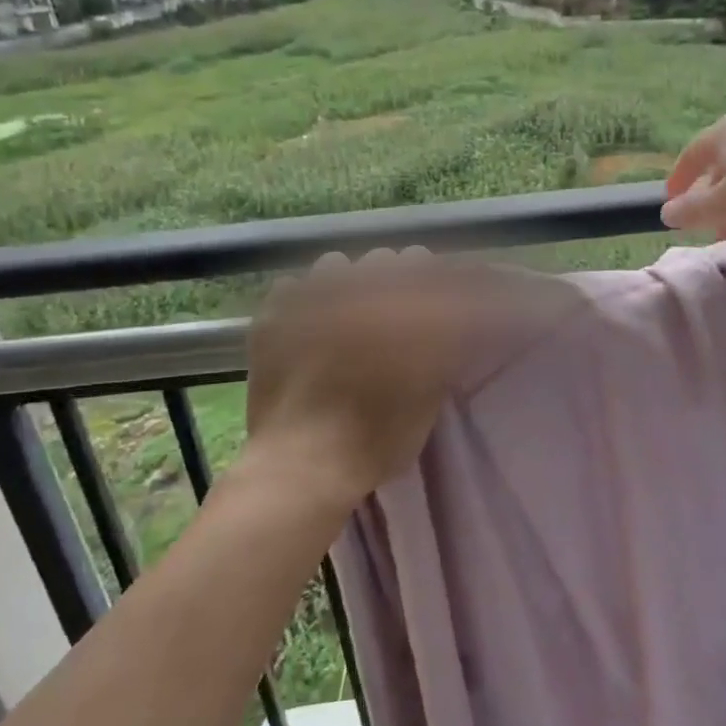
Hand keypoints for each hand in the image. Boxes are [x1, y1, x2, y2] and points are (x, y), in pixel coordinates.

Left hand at [244, 248, 568, 507]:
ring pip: (336, 265)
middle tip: (393, 315)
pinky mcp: (273, 315)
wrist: (302, 465)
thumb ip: (442, 352)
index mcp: (402, 308)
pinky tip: (307, 330)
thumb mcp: (429, 398)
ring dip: (348, 284)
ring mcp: (310, 298)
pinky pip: (293, 287)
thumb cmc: (377, 439)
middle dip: (395, 280)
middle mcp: (358, 291)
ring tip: (346, 317)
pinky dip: (305, 302)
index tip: (436, 303)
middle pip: (386, 260)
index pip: (429, 268)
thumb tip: (452, 324)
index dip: (435, 283)